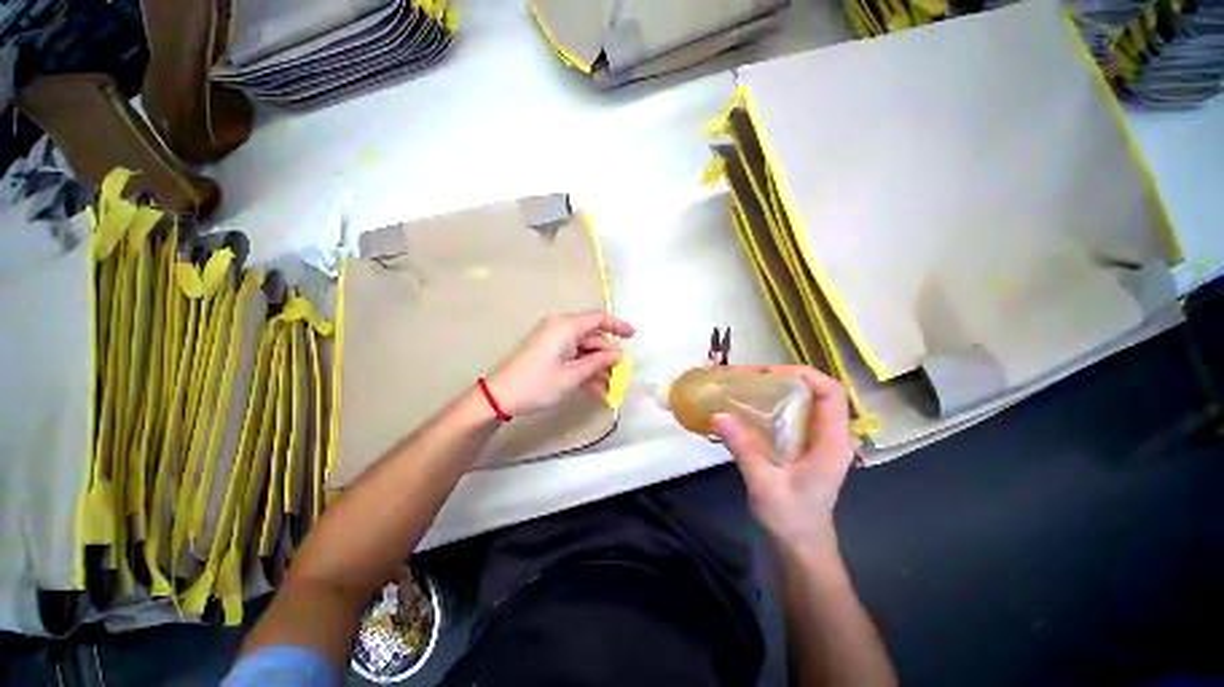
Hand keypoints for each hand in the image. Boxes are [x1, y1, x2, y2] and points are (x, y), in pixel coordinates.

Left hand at [486, 311, 634, 416]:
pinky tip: (596, 391)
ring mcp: (554, 341)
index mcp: (565, 327)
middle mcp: (561, 329)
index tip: (634, 337)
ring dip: (597, 369)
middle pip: (593, 338)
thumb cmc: (537, 384)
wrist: (499, 397)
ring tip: (609, 391)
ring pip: (584, 351)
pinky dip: (584, 371)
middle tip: (620, 377)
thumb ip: (597, 363)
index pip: (598, 319)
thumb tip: (617, 356)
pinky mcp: (549, 352)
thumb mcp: (571, 375)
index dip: (618, 326)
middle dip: (607, 358)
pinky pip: (573, 357)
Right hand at [711, 366, 854, 549]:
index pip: (831, 392)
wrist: (799, 549)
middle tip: (744, 377)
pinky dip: (765, 405)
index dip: (804, 374)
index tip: (768, 373)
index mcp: (832, 441)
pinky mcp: (798, 446)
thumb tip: (718, 414)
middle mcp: (826, 435)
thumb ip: (744, 448)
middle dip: (779, 377)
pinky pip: (785, 415)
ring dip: (770, 389)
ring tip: (739, 385)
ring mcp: (813, 440)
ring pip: (797, 401)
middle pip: (811, 391)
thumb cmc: (791, 520)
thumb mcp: (765, 483)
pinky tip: (743, 407)